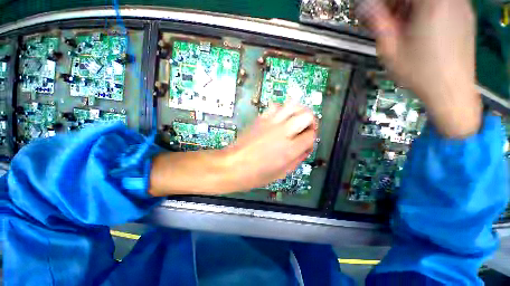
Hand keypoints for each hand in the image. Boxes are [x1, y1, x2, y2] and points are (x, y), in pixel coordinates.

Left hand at [225, 103, 316, 190]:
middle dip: (311, 120)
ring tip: (295, 119)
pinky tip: (279, 118)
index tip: (308, 141)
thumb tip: (305, 148)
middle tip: (306, 127)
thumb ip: (297, 158)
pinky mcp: (261, 118)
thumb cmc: (256, 174)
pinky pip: (275, 106)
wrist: (233, 165)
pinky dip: (281, 109)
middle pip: (306, 115)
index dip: (312, 137)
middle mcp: (282, 132)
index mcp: (289, 149)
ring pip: (292, 105)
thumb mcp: (282, 172)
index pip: (311, 135)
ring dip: (298, 111)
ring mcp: (271, 123)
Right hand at [357, 0, 481, 137]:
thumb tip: (365, 6)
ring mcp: (460, 6)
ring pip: (426, 0)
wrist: (452, 91)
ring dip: (409, 8)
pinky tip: (418, 30)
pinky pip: (440, 4)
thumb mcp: (390, 49)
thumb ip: (377, 22)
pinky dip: (424, 12)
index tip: (374, 11)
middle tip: (385, 21)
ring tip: (400, 29)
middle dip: (395, 5)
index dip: (384, 2)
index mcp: (430, 3)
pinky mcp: (464, 16)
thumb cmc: (420, 73)